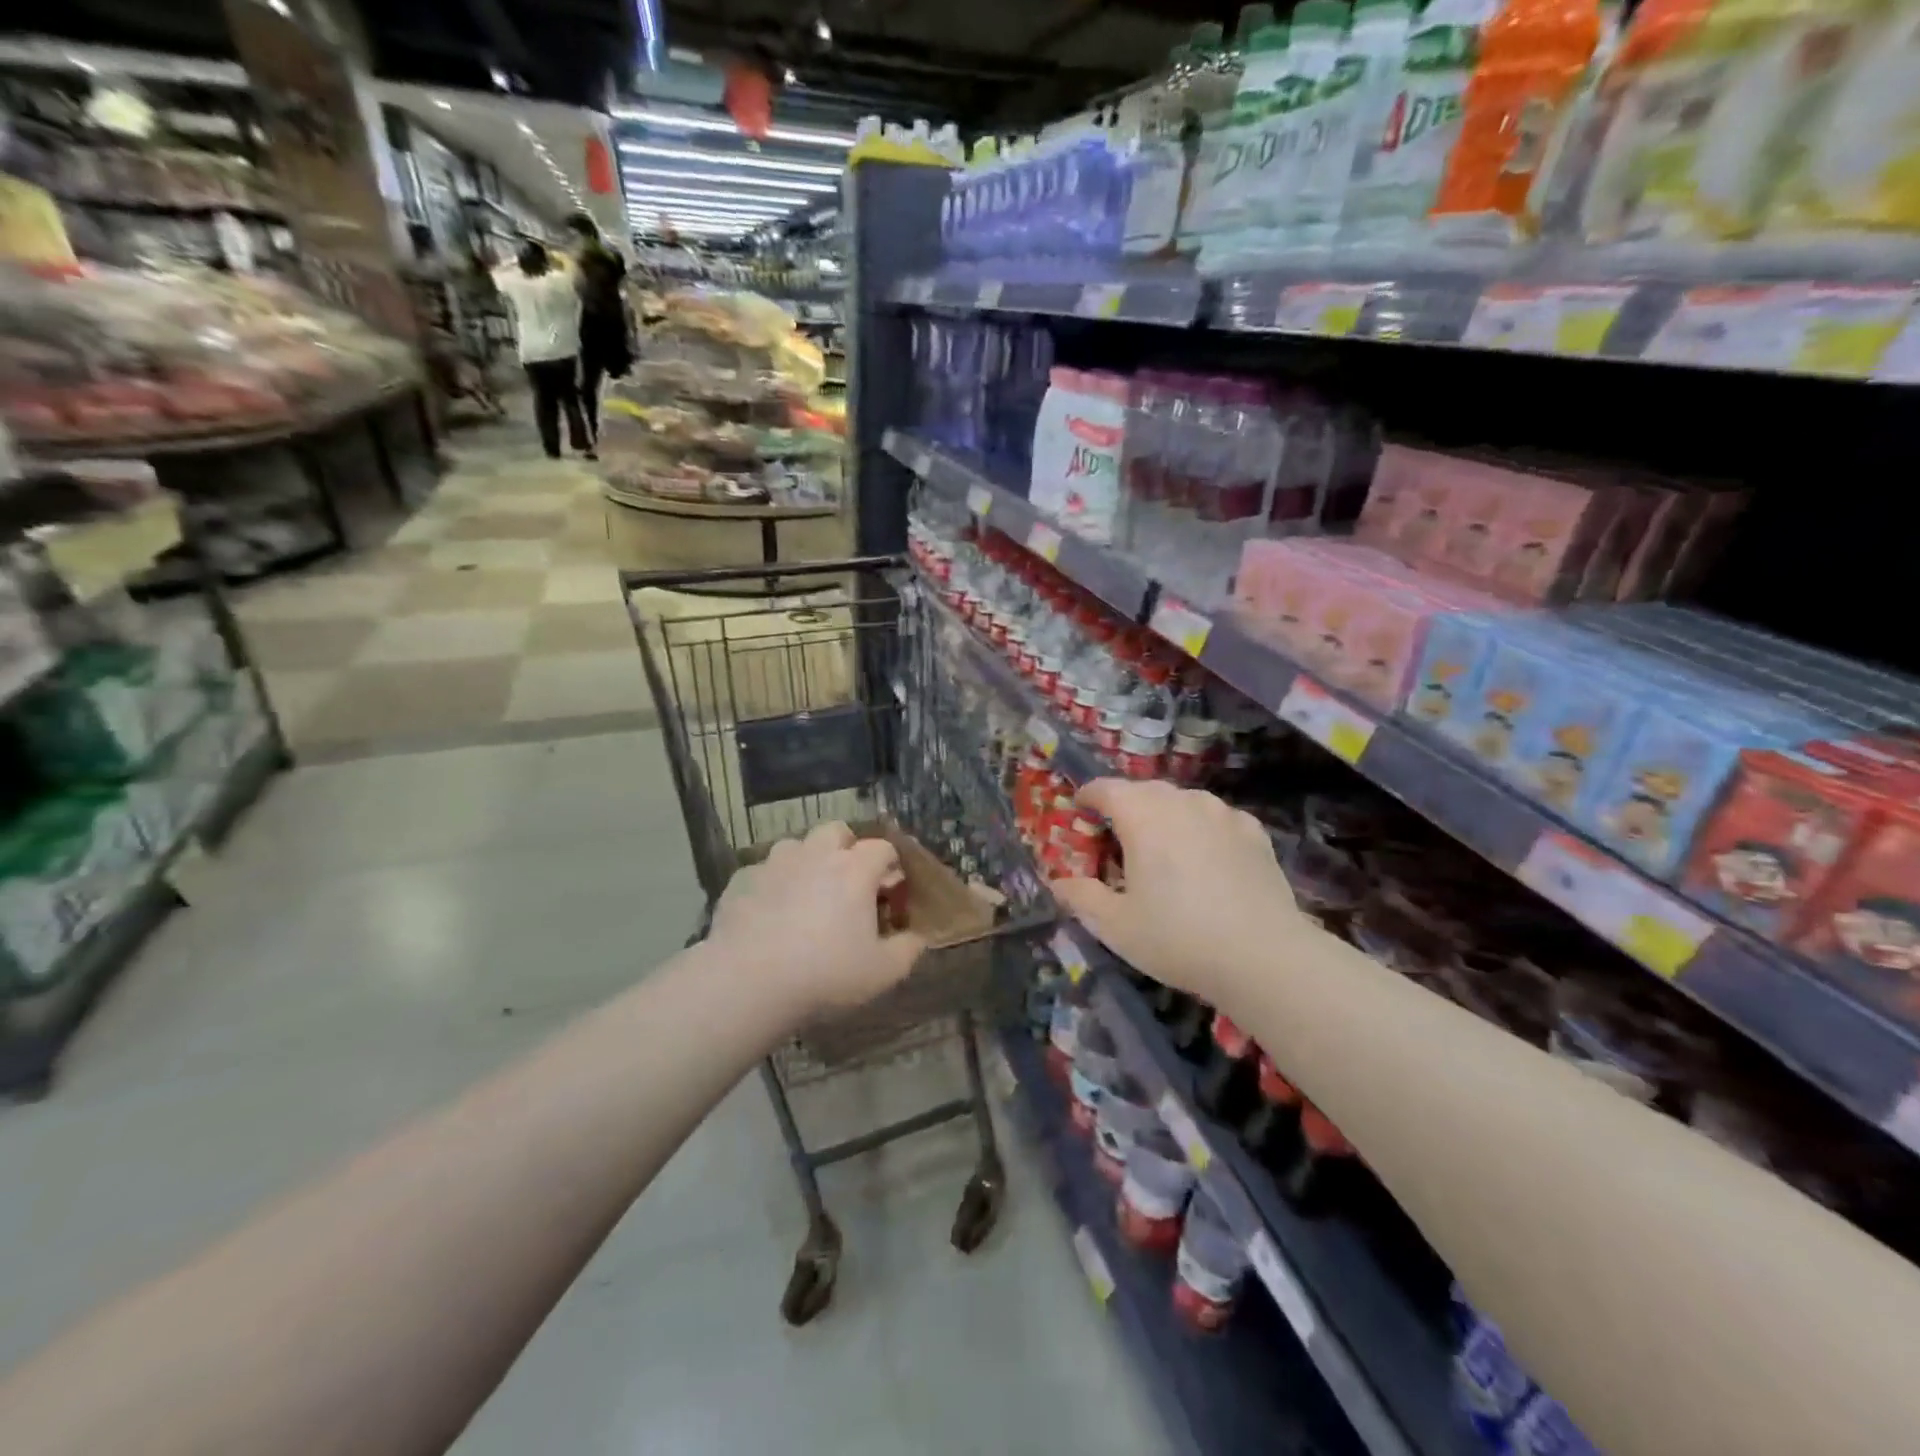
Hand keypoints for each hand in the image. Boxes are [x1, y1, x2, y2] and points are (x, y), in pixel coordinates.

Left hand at [710, 821, 926, 1020]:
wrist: (749, 982)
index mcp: (855, 869)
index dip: (890, 865)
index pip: (882, 848)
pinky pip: (762, 872)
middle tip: (848, 882)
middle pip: (836, 831)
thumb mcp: (883, 972)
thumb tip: (917, 937)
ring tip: (805, 895)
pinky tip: (768, 913)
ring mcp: (775, 863)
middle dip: (846, 848)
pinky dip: (771, 885)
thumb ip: (908, 949)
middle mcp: (816, 854)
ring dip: (806, 861)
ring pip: (795, 845)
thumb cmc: (826, 973)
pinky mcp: (742, 880)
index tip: (890, 890)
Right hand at [1050, 779, 1314, 1006]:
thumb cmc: (1177, 937)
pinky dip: (1201, 829)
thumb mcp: (1115, 925)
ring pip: (1182, 801)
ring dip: (1165, 815)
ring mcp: (1222, 813)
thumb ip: (1081, 897)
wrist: (1264, 957)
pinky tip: (1206, 859)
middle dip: (1125, 807)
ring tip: (1163, 850)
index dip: (1087, 798)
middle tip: (1117, 841)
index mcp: (1142, 815)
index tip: (1079, 814)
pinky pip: (1216, 819)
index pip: (1105, 788)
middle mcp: (1181, 801)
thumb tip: (1058, 882)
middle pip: (1143, 790)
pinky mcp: (1254, 832)